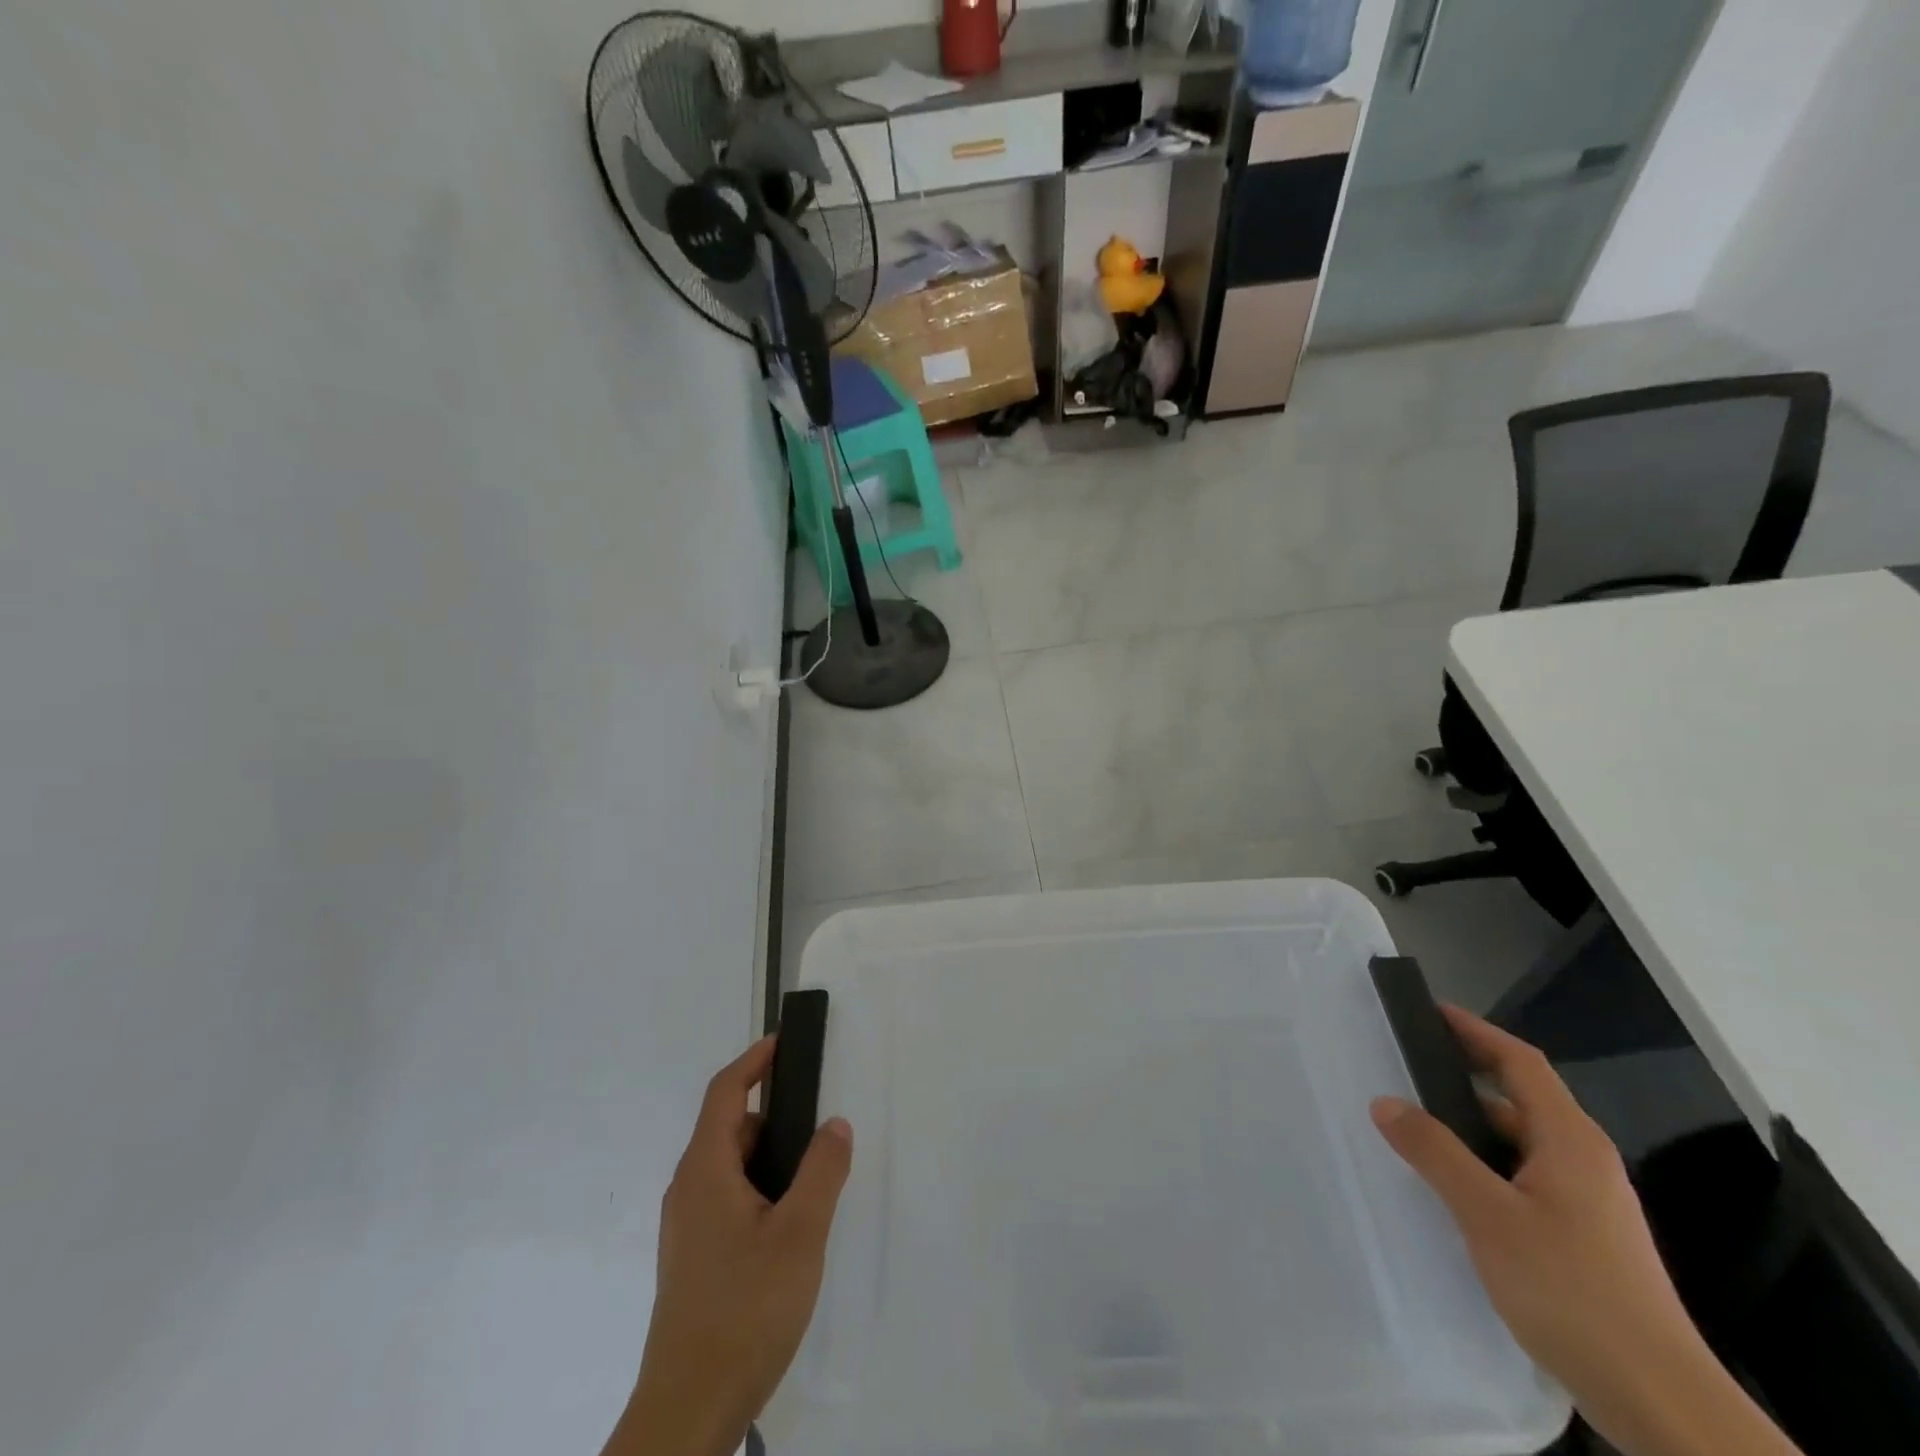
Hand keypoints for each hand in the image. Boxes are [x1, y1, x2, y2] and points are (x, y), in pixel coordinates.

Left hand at [609, 1037, 853, 1455]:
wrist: (688, 1412)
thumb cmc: (744, 1309)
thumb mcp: (800, 1234)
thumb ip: (821, 1171)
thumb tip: (834, 1123)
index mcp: (705, 1170)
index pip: (725, 1093)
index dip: (754, 1062)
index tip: (784, 1042)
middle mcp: (688, 1190)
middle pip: (729, 1129)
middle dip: (774, 1116)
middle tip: (819, 1123)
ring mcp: (687, 1228)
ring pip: (731, 1169)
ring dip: (770, 1159)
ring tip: (814, 1179)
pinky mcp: (694, 1259)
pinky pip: (729, 1200)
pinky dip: (760, 1189)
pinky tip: (791, 1226)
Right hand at [1370, 1007, 1797, 1455]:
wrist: (1662, 1405)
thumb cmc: (1574, 1292)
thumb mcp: (1489, 1216)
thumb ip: (1435, 1153)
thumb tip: (1385, 1102)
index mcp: (1570, 1140)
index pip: (1520, 1062)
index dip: (1475, 1031)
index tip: (1428, 1012)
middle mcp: (1583, 1161)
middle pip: (1517, 1099)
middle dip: (1461, 1079)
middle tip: (1402, 1071)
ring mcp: (1587, 1202)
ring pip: (1518, 1144)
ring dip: (1468, 1130)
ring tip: (1412, 1128)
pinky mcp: (1583, 1238)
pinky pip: (1522, 1179)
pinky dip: (1483, 1167)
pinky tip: (1450, 1189)